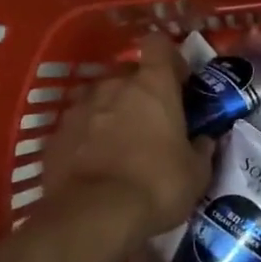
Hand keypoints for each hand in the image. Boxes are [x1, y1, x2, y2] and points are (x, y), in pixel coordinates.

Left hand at [41, 32, 213, 245]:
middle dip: (138, 90)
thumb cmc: (156, 185)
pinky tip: (93, 164)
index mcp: (152, 84)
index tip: (177, 81)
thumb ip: (201, 149)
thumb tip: (205, 140)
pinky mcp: (56, 134)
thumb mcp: (196, 174)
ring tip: (118, 145)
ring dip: (110, 112)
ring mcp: (80, 107)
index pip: (158, 44)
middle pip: (127, 73)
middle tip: (150, 120)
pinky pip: (77, 125)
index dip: (168, 58)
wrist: (93, 217)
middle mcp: (114, 85)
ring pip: (100, 98)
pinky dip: (86, 137)